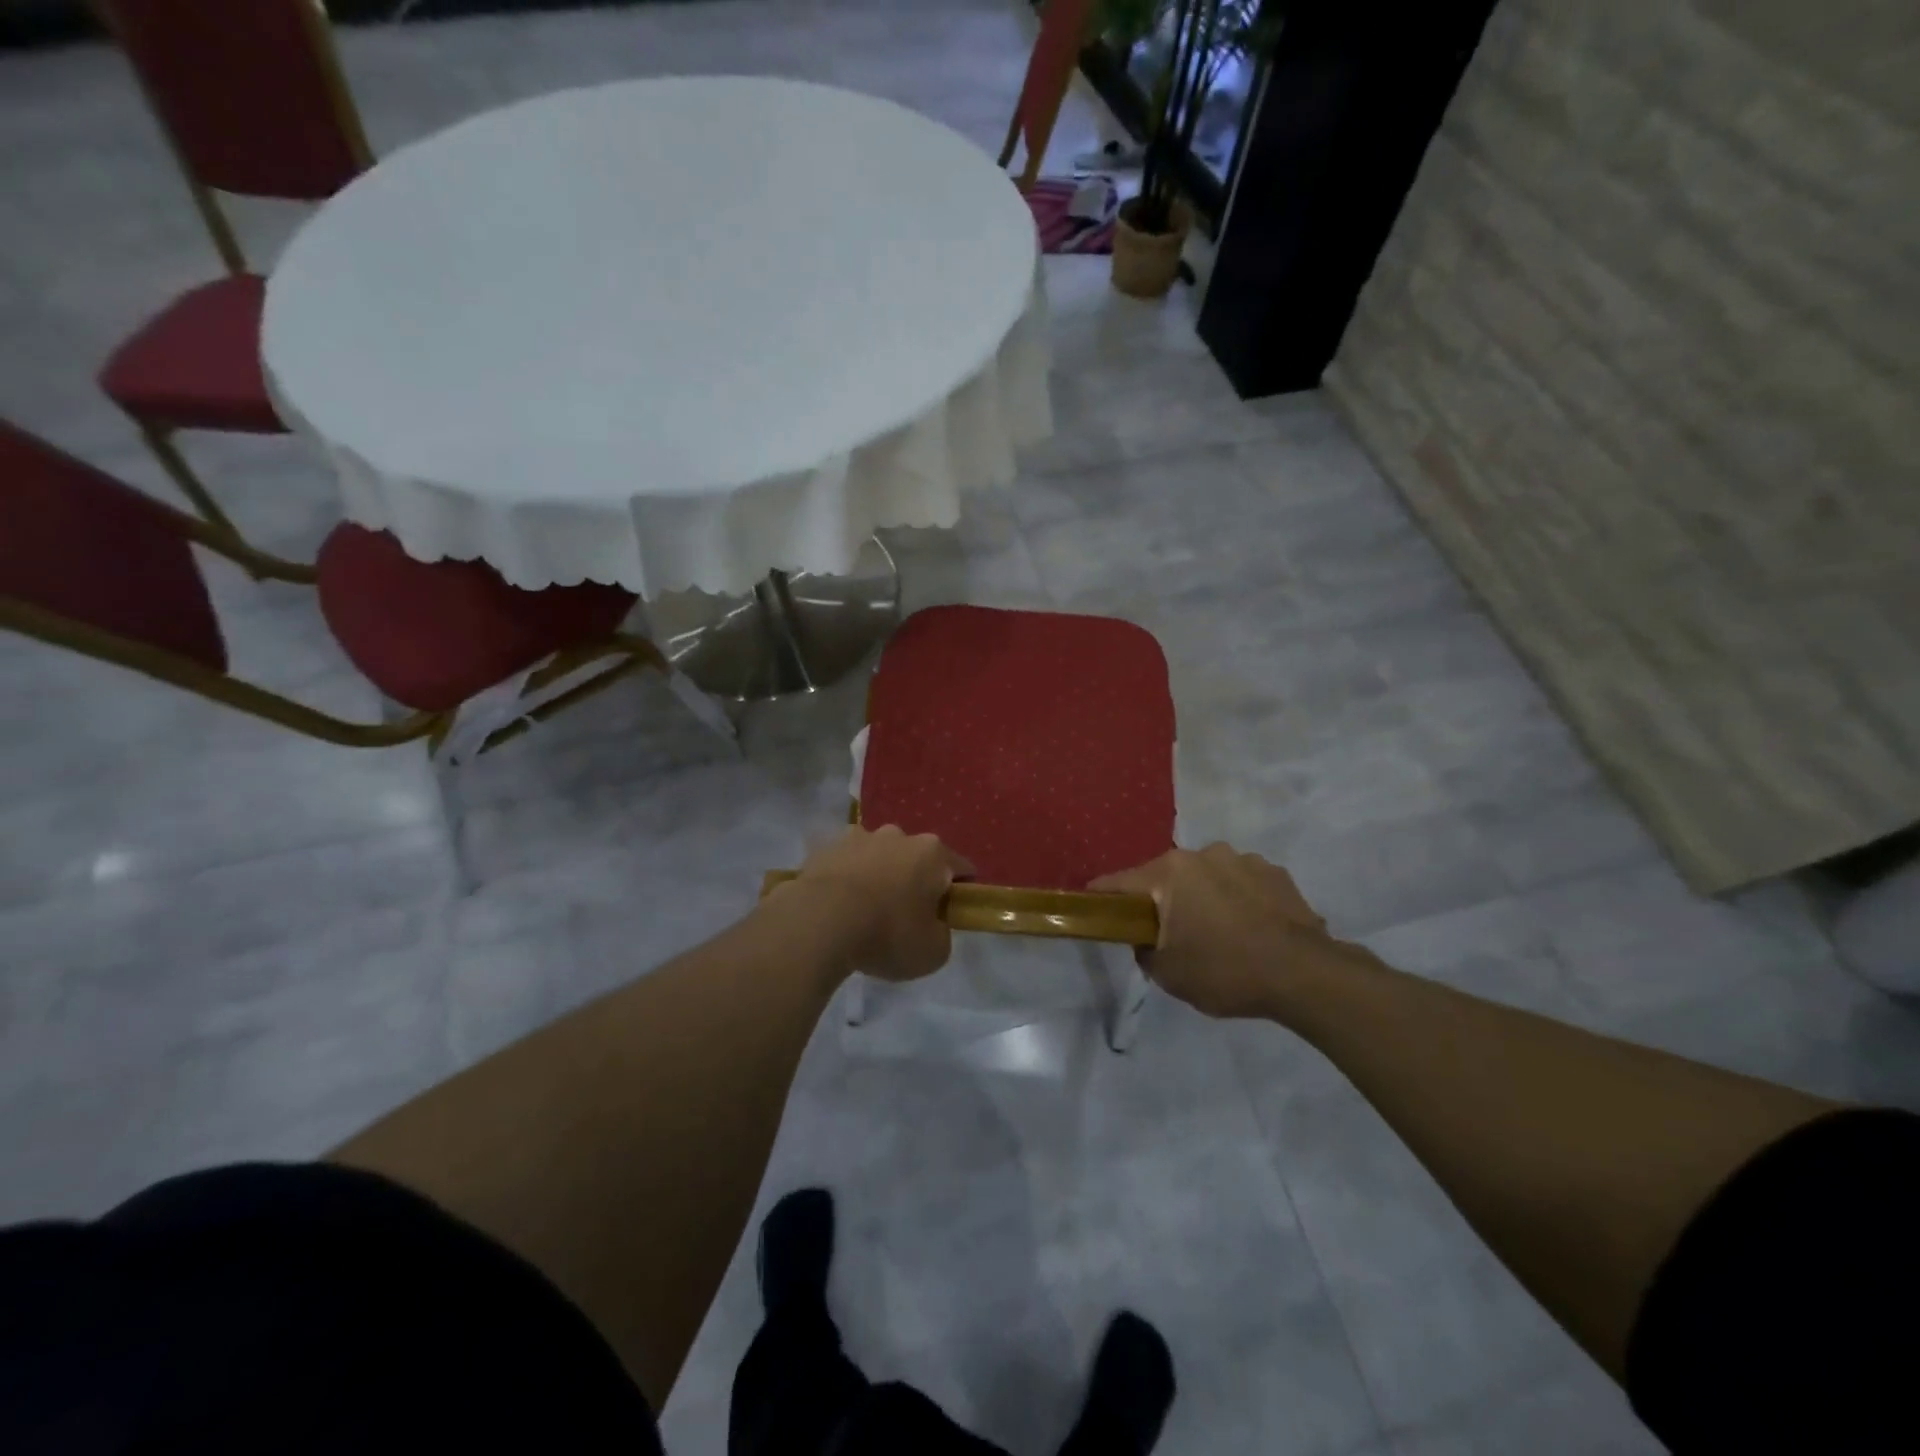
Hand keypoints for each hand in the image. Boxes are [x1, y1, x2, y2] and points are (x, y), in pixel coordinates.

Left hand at [783, 825, 971, 982]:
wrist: (819, 922)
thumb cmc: (887, 934)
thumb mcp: (933, 952)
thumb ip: (942, 934)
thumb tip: (933, 925)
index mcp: (932, 853)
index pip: (961, 869)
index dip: (960, 893)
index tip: (949, 916)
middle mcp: (898, 835)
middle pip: (916, 858)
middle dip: (914, 881)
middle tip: (904, 917)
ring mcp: (858, 836)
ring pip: (877, 856)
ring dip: (877, 875)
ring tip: (863, 911)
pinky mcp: (825, 847)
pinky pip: (844, 864)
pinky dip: (845, 879)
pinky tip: (836, 906)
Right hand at [1092, 844, 1340, 1019]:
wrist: (1305, 975)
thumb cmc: (1225, 970)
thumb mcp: (1168, 974)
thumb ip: (1144, 949)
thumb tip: (1147, 937)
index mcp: (1170, 872)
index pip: (1119, 882)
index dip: (1103, 898)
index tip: (1096, 911)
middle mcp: (1204, 854)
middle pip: (1166, 877)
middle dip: (1163, 901)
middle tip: (1170, 935)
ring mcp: (1244, 859)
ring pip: (1207, 878)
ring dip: (1204, 898)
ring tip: (1220, 935)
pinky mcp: (1276, 873)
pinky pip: (1242, 884)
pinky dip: (1238, 901)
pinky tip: (1250, 931)